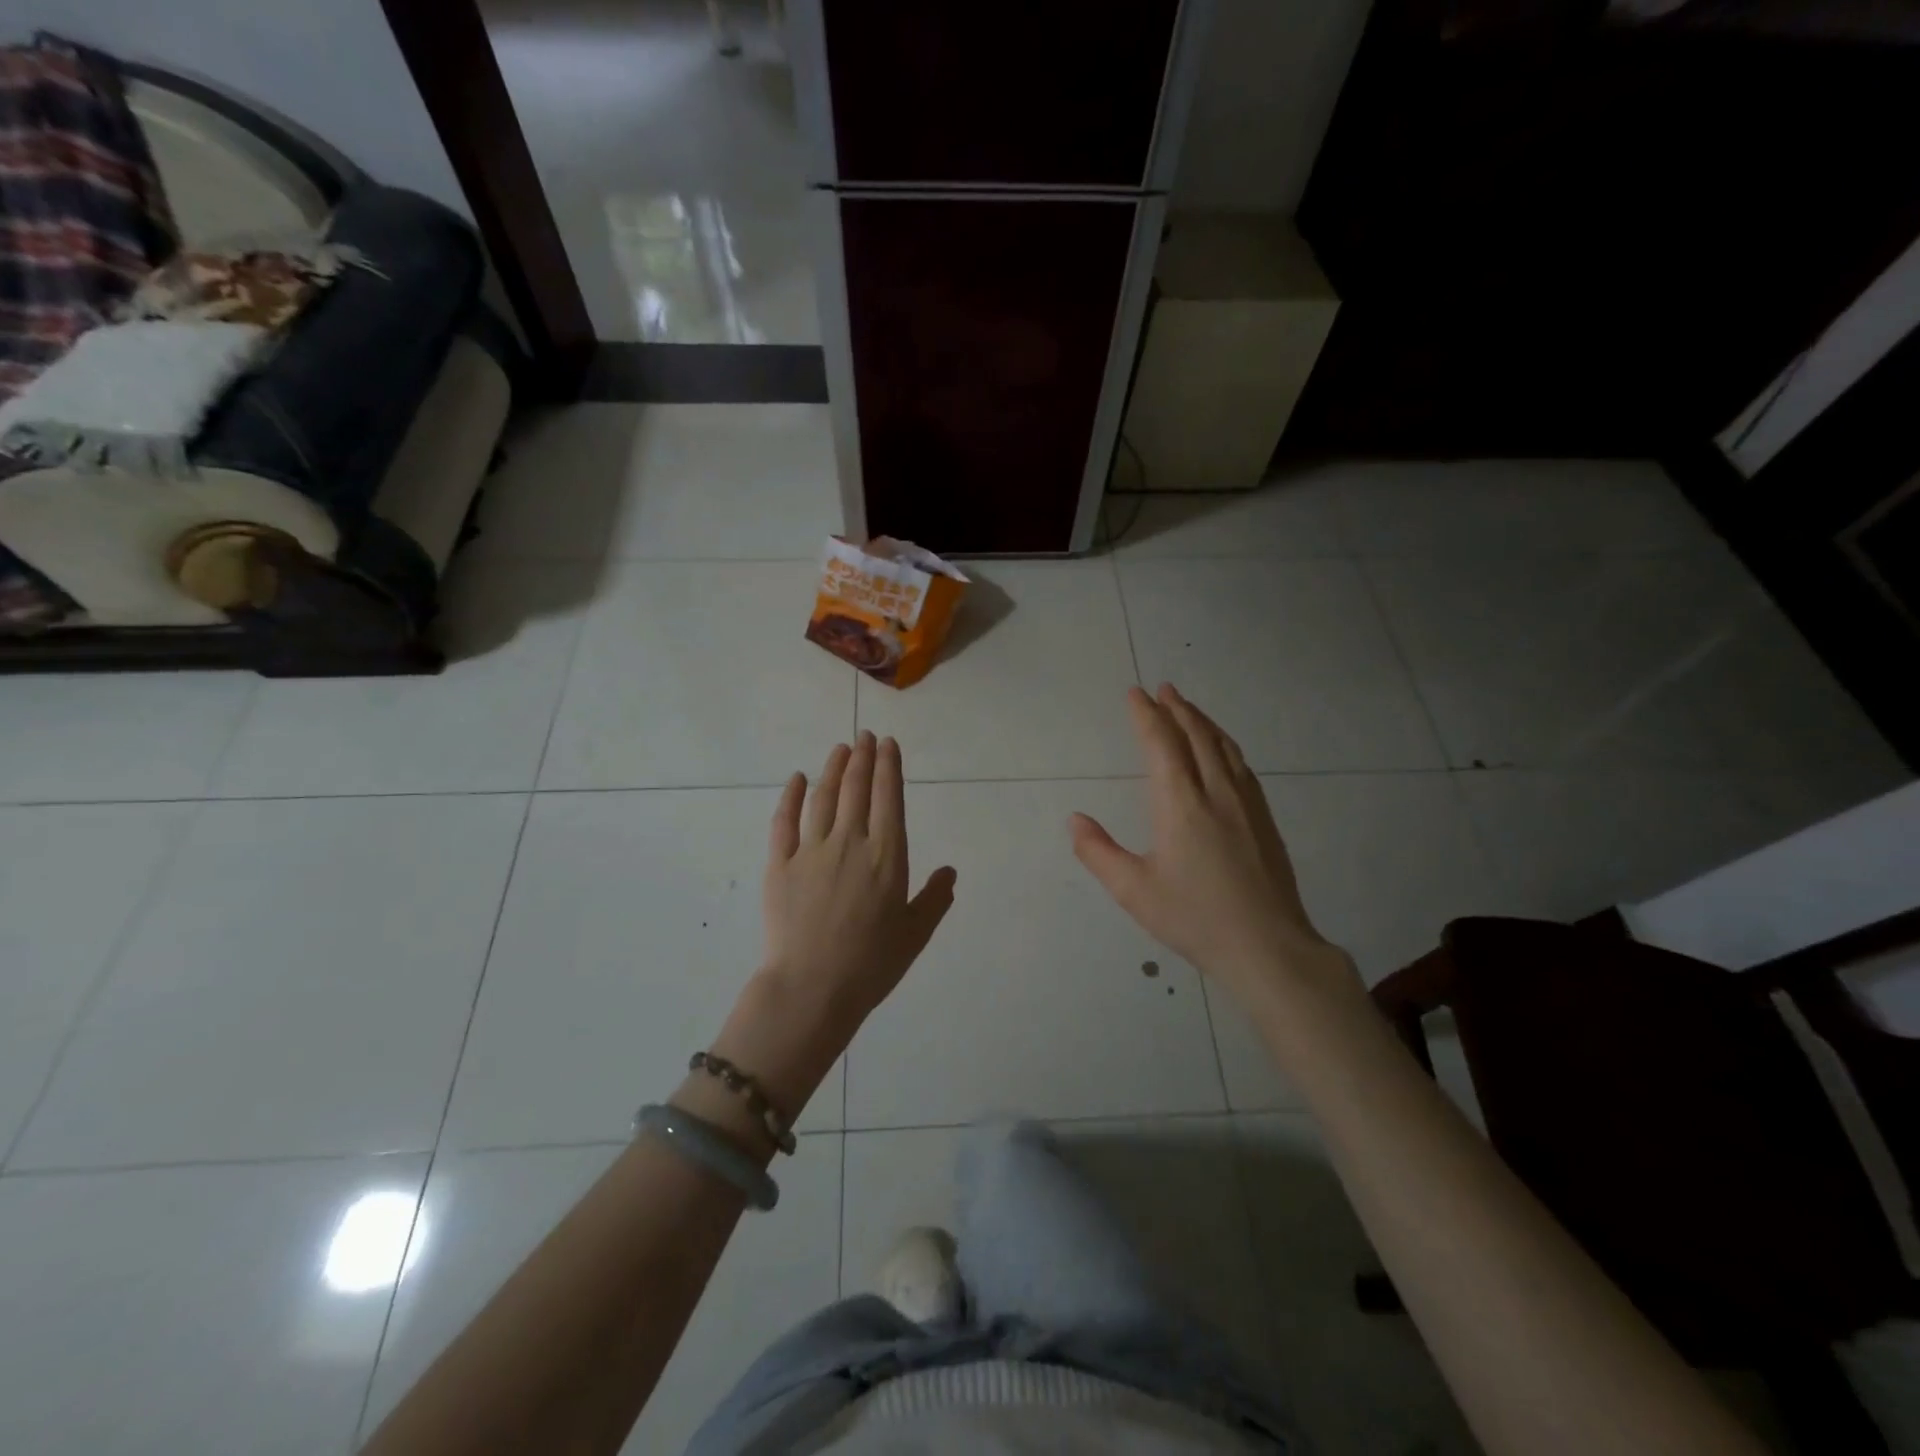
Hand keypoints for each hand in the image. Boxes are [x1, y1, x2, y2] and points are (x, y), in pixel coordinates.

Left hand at [760, 730, 957, 1029]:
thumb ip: (935, 899)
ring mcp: (810, 851)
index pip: (889, 798)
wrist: (811, 989)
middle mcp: (849, 842)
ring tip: (840, 748)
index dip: (888, 767)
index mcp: (885, 856)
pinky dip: (791, 796)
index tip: (888, 744)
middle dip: (863, 757)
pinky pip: (784, 821)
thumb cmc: (870, 965)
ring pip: (823, 797)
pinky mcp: (779, 864)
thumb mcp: (915, 934)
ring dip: (833, 768)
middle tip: (865, 737)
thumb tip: (950, 871)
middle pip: (856, 789)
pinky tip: (798, 779)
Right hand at [1070, 685, 1353, 1002]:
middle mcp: (1216, 792)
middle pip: (1196, 736)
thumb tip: (1075, 819)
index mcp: (1180, 804)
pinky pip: (1241, 765)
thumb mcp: (1134, 891)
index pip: (1161, 744)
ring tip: (1188, 708)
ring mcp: (1246, 804)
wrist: (1267, 946)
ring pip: (1223, 747)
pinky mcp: (1264, 819)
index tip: (1135, 693)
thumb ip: (1099, 852)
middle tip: (1163, 688)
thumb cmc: (1194, 918)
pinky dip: (1225, 744)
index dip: (1146, 715)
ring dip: (1202, 721)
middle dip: (1176, 708)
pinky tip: (1223, 751)